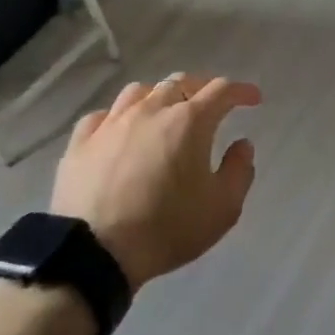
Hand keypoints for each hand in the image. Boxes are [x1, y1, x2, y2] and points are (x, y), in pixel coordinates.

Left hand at [51, 74, 261, 291]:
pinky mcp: (81, 142)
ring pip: (139, 91)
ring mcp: (111, 123)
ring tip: (165, 111)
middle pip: (180, 82)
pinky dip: (119, 116)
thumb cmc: (166, 229)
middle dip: (201, 88)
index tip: (253, 98)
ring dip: (159, 96)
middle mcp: (150, 110)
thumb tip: (242, 144)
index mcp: (189, 121)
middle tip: (211, 105)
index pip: (221, 90)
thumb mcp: (222, 209)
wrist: (95, 252)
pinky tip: (121, 130)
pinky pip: (102, 115)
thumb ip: (239, 171)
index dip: (241, 91)